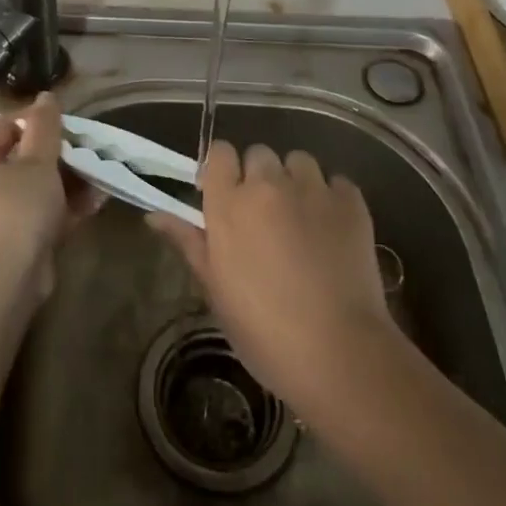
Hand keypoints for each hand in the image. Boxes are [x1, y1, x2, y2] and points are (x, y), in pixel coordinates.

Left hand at [0, 91, 97, 296]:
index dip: (38, 120)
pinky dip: (64, 207)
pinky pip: (40, 213)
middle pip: (22, 158)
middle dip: (60, 154)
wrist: (7, 281)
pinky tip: (96, 201)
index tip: (69, 122)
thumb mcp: (37, 161)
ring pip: (36, 187)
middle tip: (88, 149)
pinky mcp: (13, 240)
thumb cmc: (17, 209)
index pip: (6, 126)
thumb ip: (45, 126)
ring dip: (68, 181)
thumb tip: (46, 96)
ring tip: (99, 174)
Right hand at [148, 140, 397, 410]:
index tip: (227, 193)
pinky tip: (333, 229)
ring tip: (302, 218)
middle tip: (266, 215)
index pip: (220, 152)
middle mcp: (268, 185)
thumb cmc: (265, 331)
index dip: (223, 169)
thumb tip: (154, 215)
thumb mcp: (216, 290)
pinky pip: (337, 182)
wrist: (339, 353)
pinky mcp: (351, 202)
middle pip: (259, 154)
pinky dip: (332, 198)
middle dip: (260, 177)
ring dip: (296, 182)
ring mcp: (313, 190)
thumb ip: (189, 242)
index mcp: (229, 204)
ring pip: (299, 161)